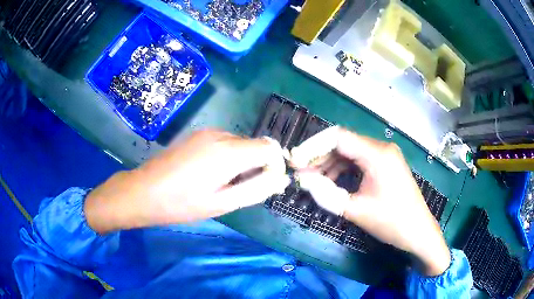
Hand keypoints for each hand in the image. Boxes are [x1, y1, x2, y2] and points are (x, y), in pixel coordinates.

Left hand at [85, 129, 289, 233]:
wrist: (144, 191)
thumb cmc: (181, 203)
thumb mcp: (222, 203)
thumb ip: (256, 189)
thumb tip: (280, 179)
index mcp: (229, 152)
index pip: (270, 147)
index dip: (274, 166)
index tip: (265, 185)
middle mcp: (221, 135)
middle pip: (256, 145)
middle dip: (257, 165)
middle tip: (239, 190)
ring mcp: (208, 132)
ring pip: (240, 144)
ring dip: (242, 162)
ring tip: (222, 184)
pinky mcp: (198, 135)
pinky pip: (225, 143)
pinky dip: (229, 157)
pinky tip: (210, 174)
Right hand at [290, 126, 450, 275]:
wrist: (419, 232)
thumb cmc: (391, 222)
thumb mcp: (355, 210)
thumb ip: (326, 194)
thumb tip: (302, 181)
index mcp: (377, 154)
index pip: (338, 137)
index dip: (313, 146)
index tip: (295, 161)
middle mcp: (381, 148)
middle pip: (343, 143)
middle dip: (319, 157)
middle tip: (300, 172)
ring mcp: (385, 155)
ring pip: (350, 152)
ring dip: (330, 164)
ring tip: (312, 180)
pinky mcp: (386, 164)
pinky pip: (359, 161)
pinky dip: (343, 169)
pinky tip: (331, 181)